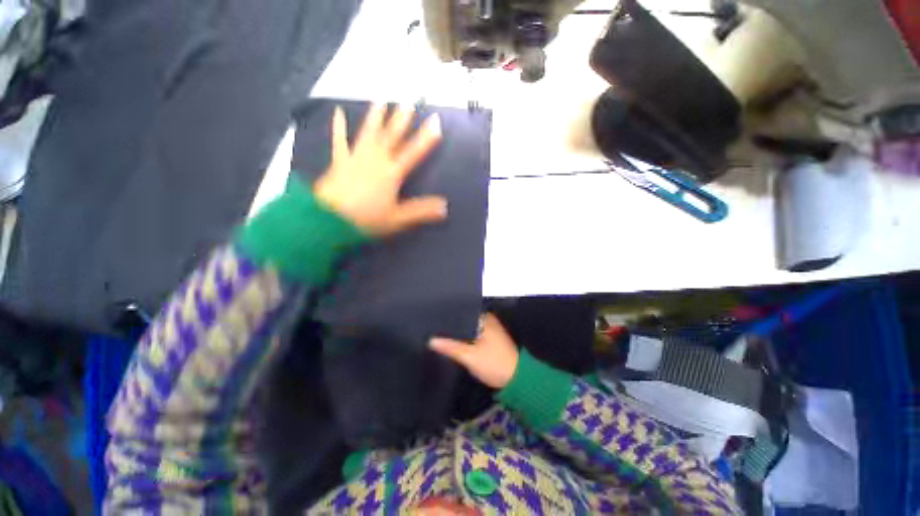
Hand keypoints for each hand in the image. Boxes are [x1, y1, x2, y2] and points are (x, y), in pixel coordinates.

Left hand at [314, 104, 446, 235]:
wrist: (329, 219)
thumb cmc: (366, 219)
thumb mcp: (398, 219)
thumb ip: (421, 211)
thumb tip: (445, 207)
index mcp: (391, 173)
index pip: (413, 152)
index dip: (426, 138)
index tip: (435, 122)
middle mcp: (375, 160)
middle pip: (391, 137)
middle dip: (401, 120)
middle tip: (408, 101)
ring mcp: (356, 157)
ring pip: (369, 133)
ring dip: (376, 117)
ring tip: (381, 100)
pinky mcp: (340, 161)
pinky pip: (340, 140)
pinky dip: (339, 126)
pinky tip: (338, 112)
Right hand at [429, 314, 519, 388]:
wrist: (517, 379)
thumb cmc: (494, 363)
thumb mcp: (470, 356)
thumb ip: (450, 346)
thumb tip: (431, 339)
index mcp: (484, 318)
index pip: (461, 312)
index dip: (447, 316)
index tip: (432, 319)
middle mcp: (487, 320)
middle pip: (463, 320)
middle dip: (450, 326)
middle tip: (431, 328)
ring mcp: (489, 329)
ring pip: (467, 328)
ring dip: (456, 333)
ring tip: (437, 333)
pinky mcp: (489, 339)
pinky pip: (472, 335)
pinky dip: (463, 339)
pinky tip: (451, 343)